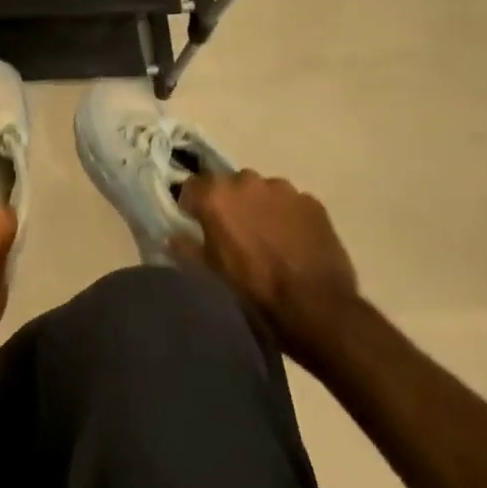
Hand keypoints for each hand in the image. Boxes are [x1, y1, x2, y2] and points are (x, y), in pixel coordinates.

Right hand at [174, 170, 362, 362]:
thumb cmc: (252, 289)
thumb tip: (172, 236)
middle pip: (229, 185)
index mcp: (215, 196)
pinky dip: (287, 216)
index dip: (193, 205)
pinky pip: (291, 203)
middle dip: (229, 203)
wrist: (314, 306)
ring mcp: (283, 189)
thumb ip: (186, 247)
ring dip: (259, 206)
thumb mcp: (209, 272)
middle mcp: (247, 181)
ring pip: (262, 191)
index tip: (196, 223)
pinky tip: (293, 240)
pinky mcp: (312, 202)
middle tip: (234, 231)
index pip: (192, 186)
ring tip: (268, 236)